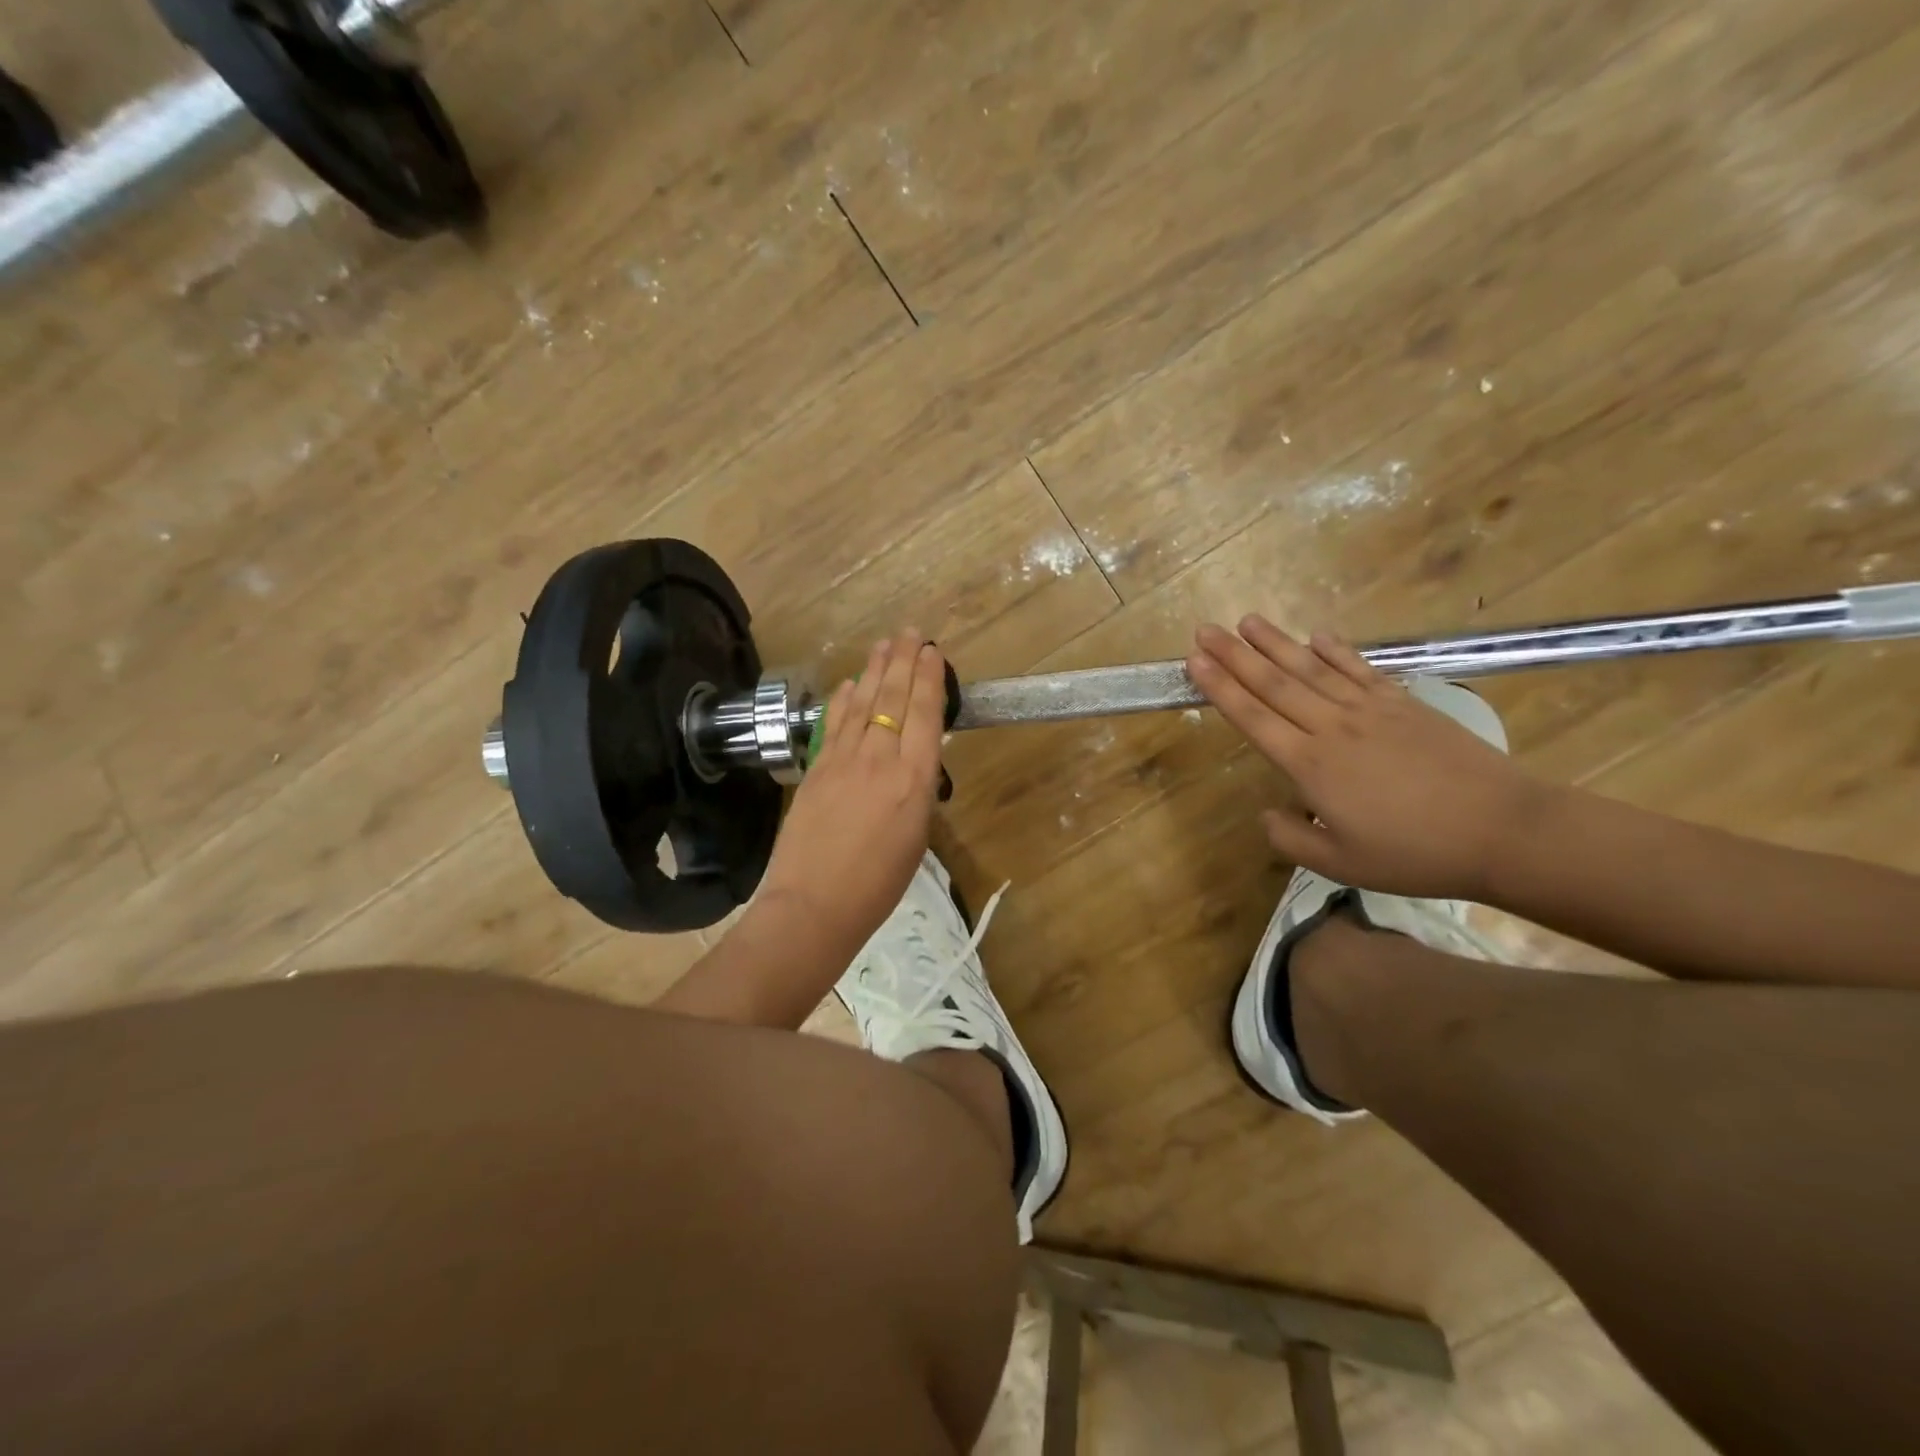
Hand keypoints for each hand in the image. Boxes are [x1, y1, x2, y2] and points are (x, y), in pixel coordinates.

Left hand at [759, 629, 948, 950]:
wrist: (814, 904)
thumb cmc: (878, 884)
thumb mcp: (916, 837)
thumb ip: (916, 791)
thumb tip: (911, 762)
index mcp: (915, 779)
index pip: (924, 714)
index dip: (928, 679)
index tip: (932, 652)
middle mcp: (881, 759)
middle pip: (893, 698)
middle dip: (903, 661)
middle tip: (909, 633)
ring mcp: (843, 760)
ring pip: (862, 703)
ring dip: (874, 670)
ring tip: (883, 645)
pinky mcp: (815, 768)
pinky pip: (834, 723)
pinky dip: (843, 699)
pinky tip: (849, 683)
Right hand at [1188, 617, 1547, 899]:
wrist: (1503, 829)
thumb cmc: (1416, 853)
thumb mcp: (1342, 865)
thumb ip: (1292, 839)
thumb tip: (1266, 813)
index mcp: (1311, 766)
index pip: (1253, 718)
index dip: (1220, 688)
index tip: (1194, 661)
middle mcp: (1333, 728)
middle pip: (1275, 684)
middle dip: (1235, 656)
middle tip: (1204, 629)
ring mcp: (1370, 710)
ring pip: (1311, 669)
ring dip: (1276, 643)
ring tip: (1246, 620)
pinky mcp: (1404, 704)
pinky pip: (1360, 670)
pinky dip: (1336, 650)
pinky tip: (1316, 635)